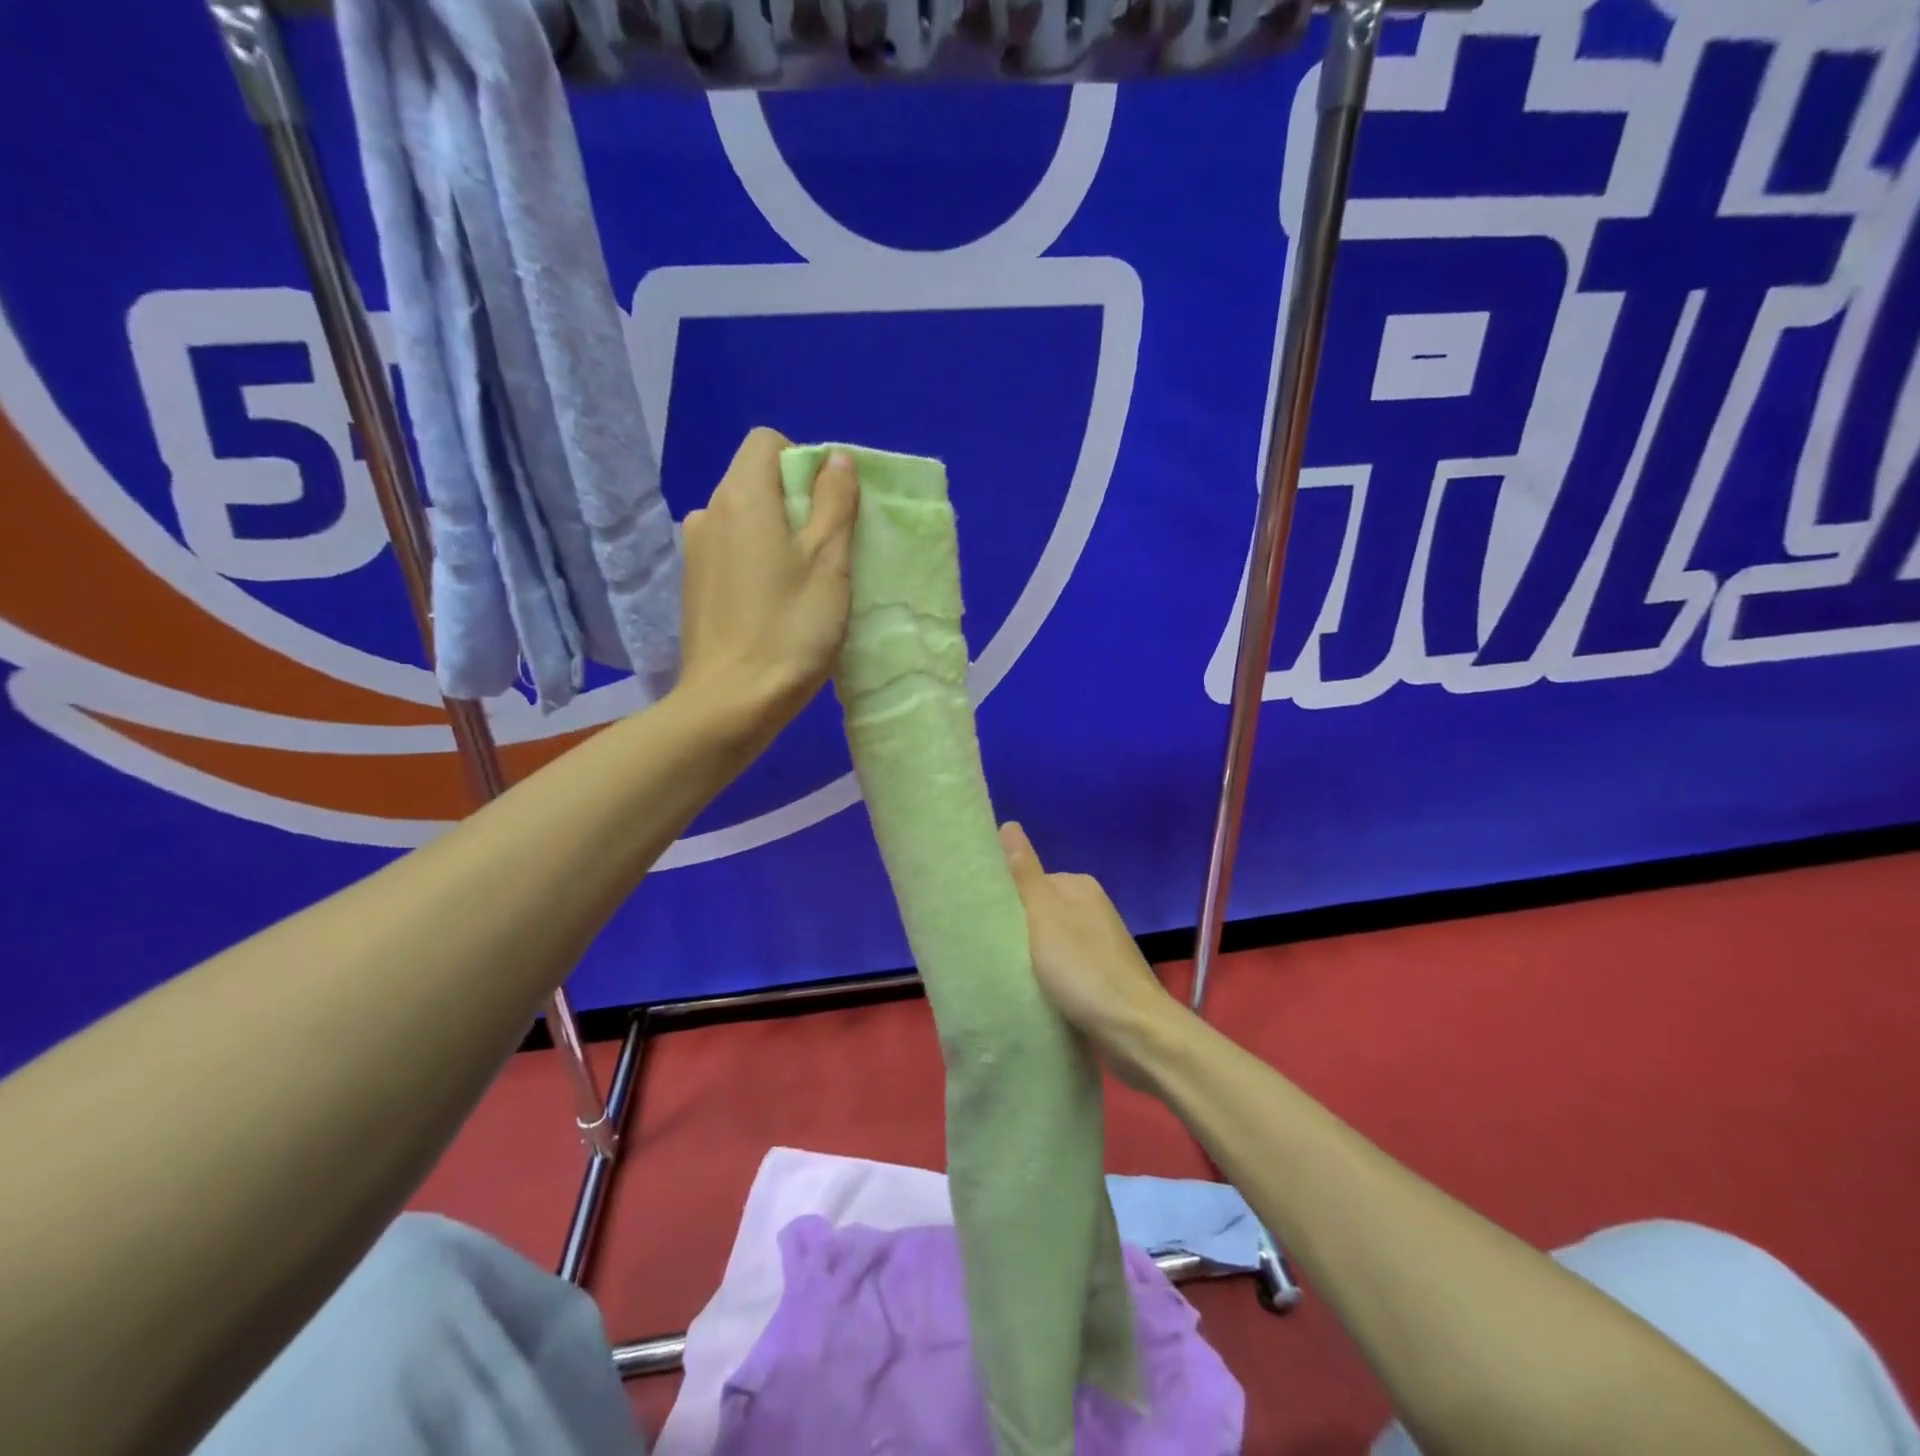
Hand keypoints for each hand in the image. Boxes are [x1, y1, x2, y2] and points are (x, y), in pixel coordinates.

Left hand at [676, 428, 858, 743]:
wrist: (732, 702)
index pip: (768, 443)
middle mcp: (708, 512)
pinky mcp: (694, 587)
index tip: (830, 510)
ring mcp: (695, 552)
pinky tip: (774, 605)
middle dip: (796, 504)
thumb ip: (835, 502)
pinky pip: (732, 553)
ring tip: (802, 584)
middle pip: (756, 481)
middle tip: (828, 554)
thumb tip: (836, 458)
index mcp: (741, 497)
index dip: (806, 464)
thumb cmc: (790, 629)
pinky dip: (757, 562)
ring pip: (745, 520)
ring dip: (777, 536)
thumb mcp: (829, 562)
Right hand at [999, 821, 1178, 1087]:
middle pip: (1038, 913)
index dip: (1004, 900)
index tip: (981, 923)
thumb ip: (1025, 874)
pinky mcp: (1101, 978)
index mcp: (1079, 887)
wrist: (1134, 1032)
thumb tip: (1008, 824)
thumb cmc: (1084, 969)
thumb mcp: (1044, 916)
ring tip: (1005, 976)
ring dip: (1029, 959)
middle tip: (988, 953)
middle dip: (1016, 932)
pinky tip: (1032, 994)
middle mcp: (1092, 909)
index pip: (1028, 881)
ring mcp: (1099, 944)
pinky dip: (1047, 979)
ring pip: (1049, 944)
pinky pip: (1063, 970)